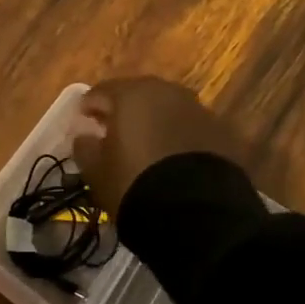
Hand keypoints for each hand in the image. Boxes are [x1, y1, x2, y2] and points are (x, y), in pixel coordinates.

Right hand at [73, 77, 244, 216]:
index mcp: (131, 94)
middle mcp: (167, 91)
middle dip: (123, 110)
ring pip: (167, 108)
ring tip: (145, 145)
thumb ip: (85, 147)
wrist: (197, 212)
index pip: (101, 91)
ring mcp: (198, 109)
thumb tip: (84, 135)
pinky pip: (190, 127)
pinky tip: (173, 157)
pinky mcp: (222, 131)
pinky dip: (179, 135)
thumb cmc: (134, 184)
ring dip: (154, 120)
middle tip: (113, 131)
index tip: (82, 123)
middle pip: (138, 94)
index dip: (88, 107)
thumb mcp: (97, 171)